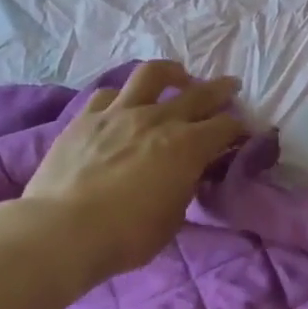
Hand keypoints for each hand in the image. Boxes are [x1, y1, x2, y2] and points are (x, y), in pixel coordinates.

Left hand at [22, 61, 245, 277]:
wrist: (63, 230)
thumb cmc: (127, 235)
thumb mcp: (174, 216)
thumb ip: (186, 186)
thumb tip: (191, 172)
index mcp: (187, 147)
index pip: (226, 127)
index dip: (240, 129)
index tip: (244, 134)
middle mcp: (157, 120)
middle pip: (198, 94)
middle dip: (220, 90)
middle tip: (231, 87)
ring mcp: (119, 114)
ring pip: (152, 75)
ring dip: (172, 74)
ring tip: (178, 77)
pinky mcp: (86, 118)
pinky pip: (110, 95)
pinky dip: (125, 97)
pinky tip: (126, 106)